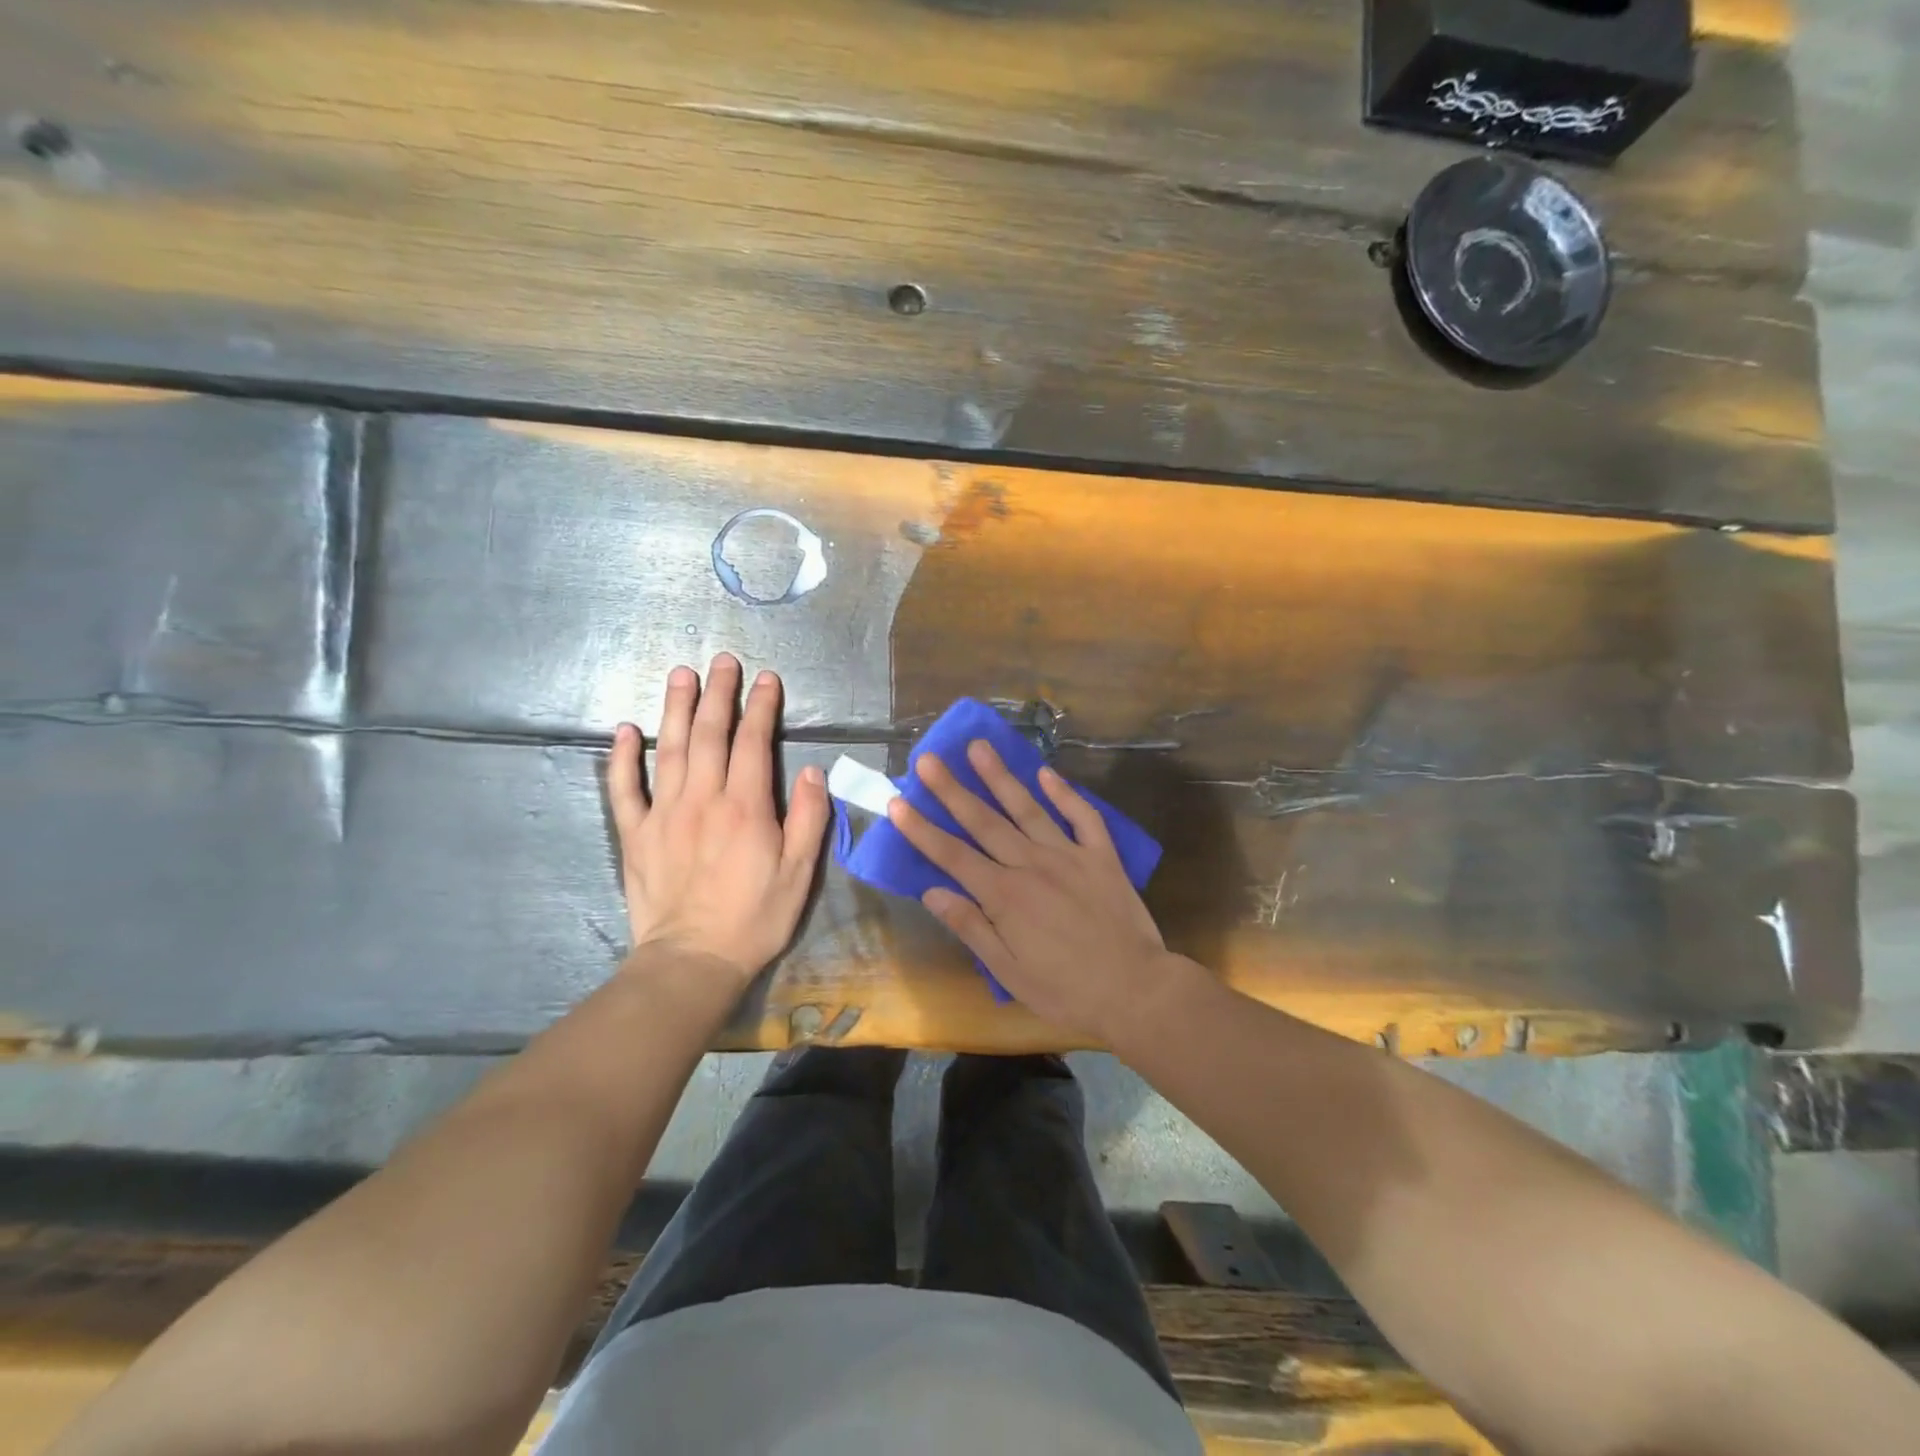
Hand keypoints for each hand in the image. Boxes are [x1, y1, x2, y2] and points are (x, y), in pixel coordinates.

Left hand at [607, 654, 829, 986]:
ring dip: (675, 708)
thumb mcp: (800, 873)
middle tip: (722, 661)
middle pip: (709, 734)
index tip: (767, 679)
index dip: (761, 707)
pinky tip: (624, 730)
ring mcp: (664, 814)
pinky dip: (622, 757)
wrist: (693, 960)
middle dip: (718, 694)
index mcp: (746, 806)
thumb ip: (810, 819)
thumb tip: (815, 772)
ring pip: (668, 749)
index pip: (754, 742)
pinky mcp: (637, 834)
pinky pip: (625, 789)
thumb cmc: (755, 917)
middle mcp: (703, 799)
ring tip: (680, 674)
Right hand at [885, 740, 1179, 1039]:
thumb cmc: (1066, 991)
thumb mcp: (1009, 972)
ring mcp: (1069, 855)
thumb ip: (971, 927)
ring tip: (978, 747)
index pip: (952, 855)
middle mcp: (1032, 865)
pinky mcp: (1102, 856)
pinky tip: (1046, 772)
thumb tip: (931, 892)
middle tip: (928, 758)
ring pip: (1028, 808)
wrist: (1136, 991)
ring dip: (1000, 776)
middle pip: (984, 822)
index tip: (897, 802)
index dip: (922, 829)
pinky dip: (1065, 793)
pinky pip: (1082, 817)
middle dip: (952, 789)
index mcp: (1004, 896)